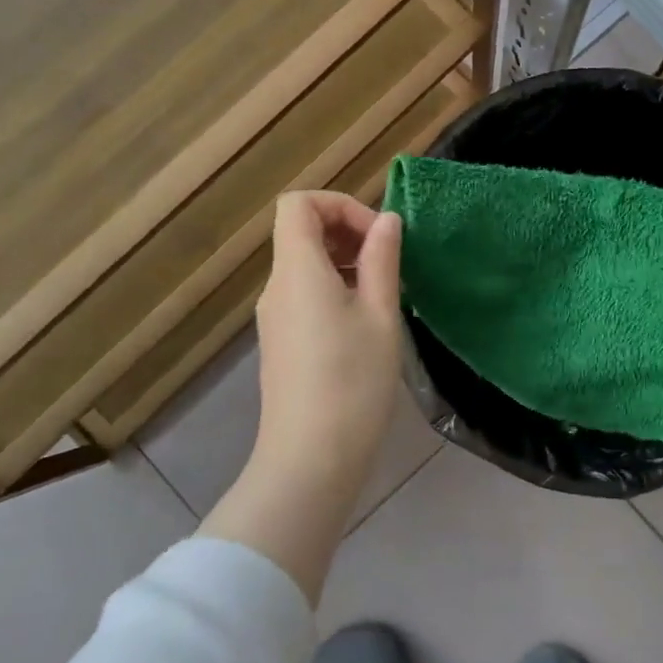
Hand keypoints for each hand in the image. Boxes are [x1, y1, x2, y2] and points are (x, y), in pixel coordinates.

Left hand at [250, 192, 404, 480]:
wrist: (311, 458)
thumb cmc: (353, 382)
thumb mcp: (380, 315)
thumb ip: (382, 260)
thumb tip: (387, 221)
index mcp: (297, 270)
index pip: (298, 204)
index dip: (340, 205)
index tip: (378, 236)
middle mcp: (277, 287)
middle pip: (301, 231)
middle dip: (348, 231)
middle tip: (388, 262)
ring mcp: (274, 316)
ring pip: (305, 264)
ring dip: (345, 262)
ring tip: (383, 293)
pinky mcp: (281, 341)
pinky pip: (304, 293)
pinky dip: (334, 288)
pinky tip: (365, 321)